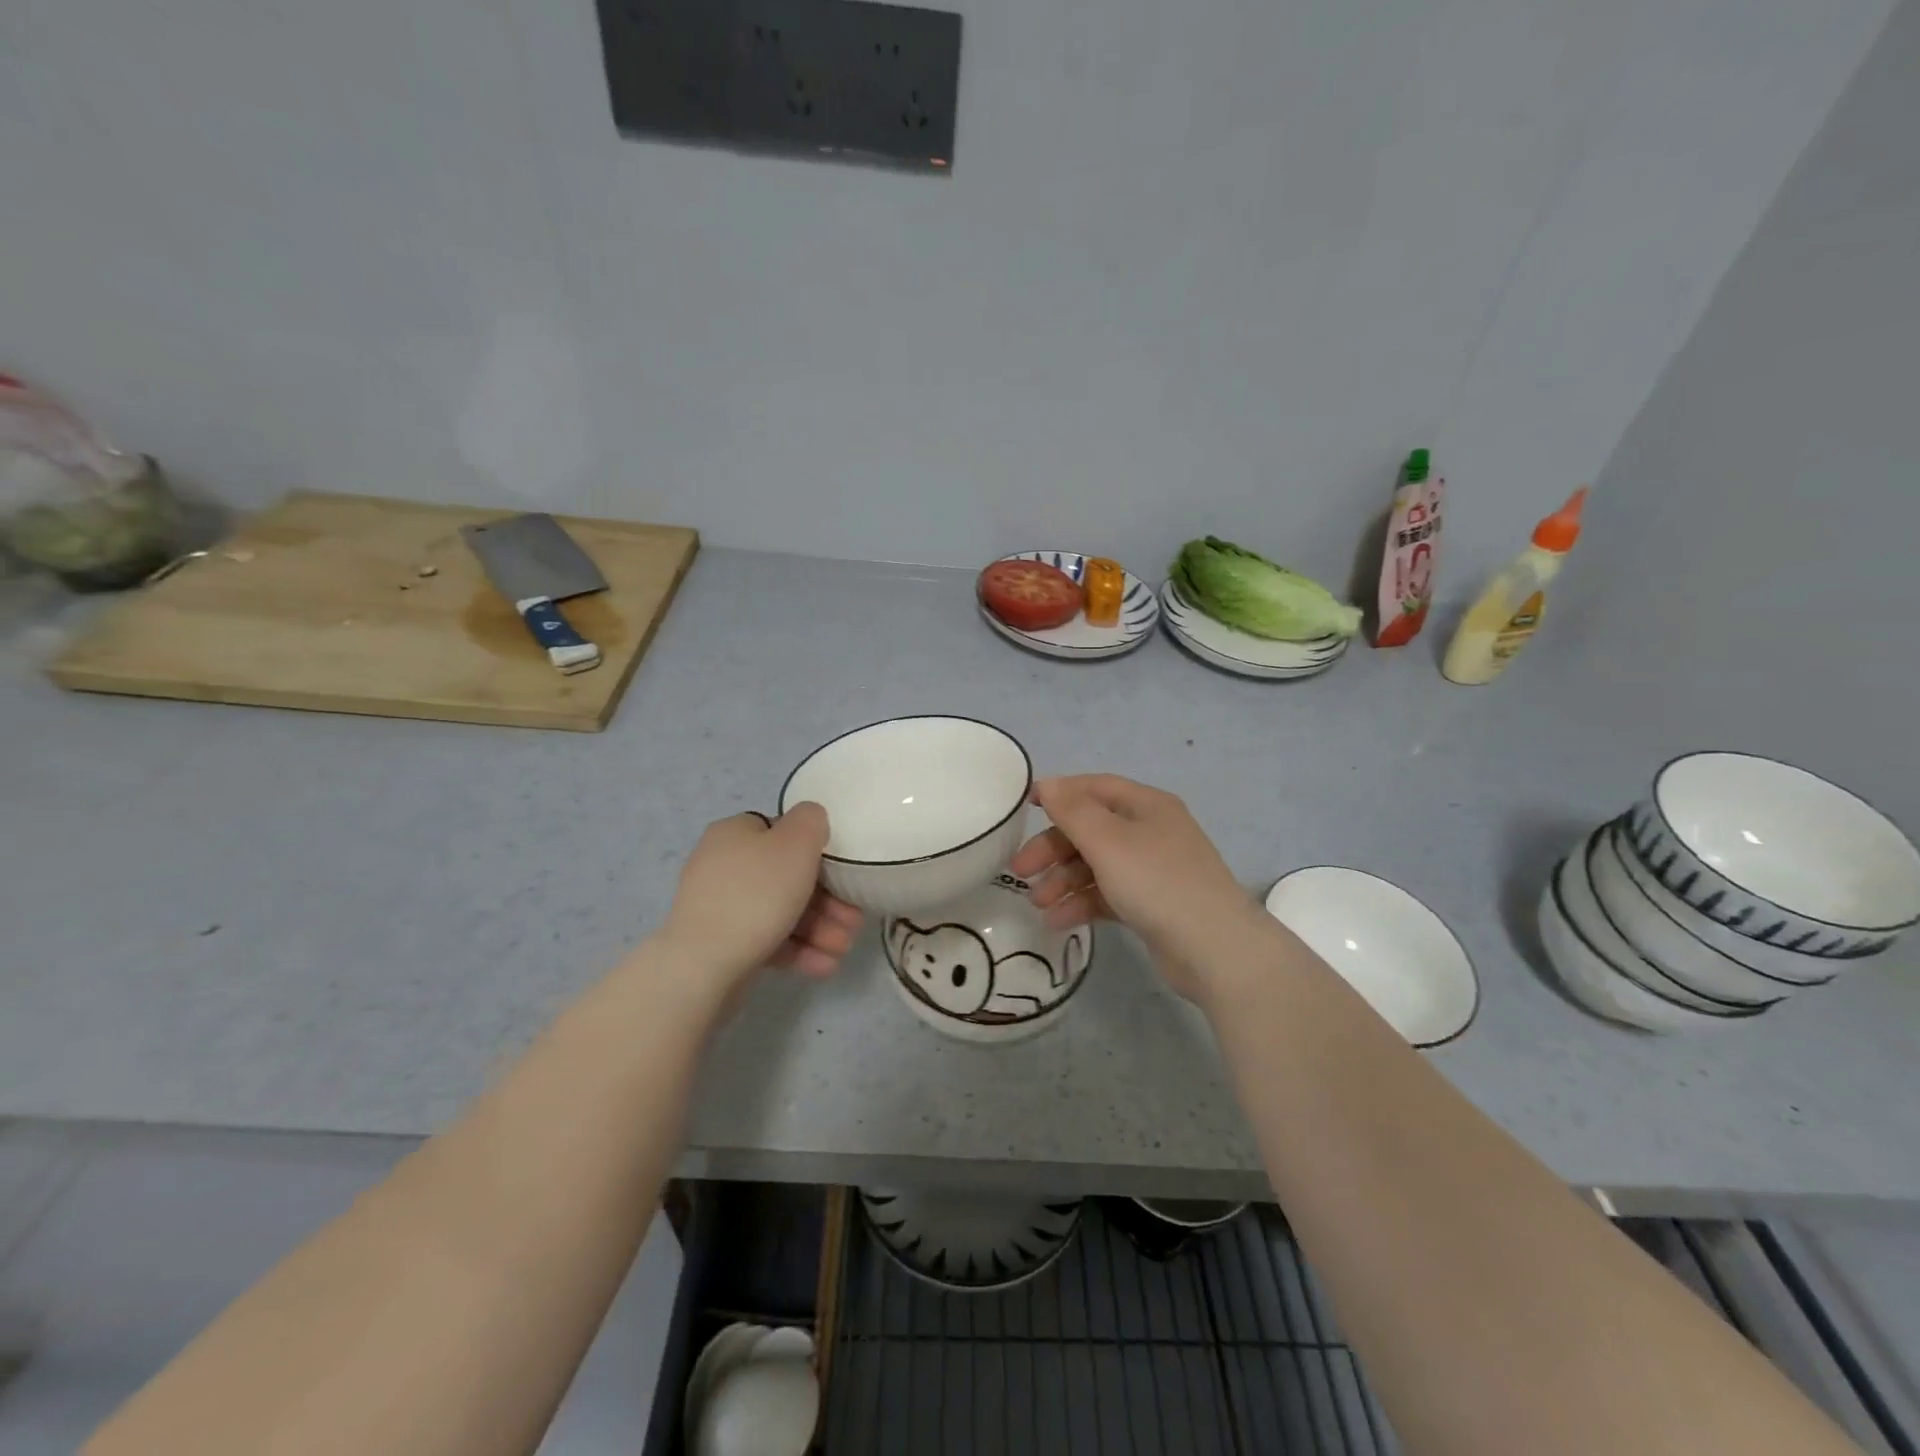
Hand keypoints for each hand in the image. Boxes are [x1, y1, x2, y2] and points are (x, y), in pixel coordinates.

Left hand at [659, 805, 862, 988]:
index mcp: (736, 833)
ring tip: (842, 950)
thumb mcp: (796, 843)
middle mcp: (724, 864)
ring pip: (782, 911)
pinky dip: (798, 950)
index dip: (819, 854)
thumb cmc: (757, 894)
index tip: (845, 877)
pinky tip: (824, 965)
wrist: (702, 964)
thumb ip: (811, 820)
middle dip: (828, 901)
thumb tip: (811, 822)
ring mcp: (720, 907)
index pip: (784, 833)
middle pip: (788, 877)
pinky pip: (768, 939)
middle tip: (853, 922)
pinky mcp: (722, 944)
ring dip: (819, 929)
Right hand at [1010, 775, 1269, 997]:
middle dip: (1053, 848)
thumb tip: (1049, 783)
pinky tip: (1057, 921)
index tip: (1025, 808)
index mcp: (1146, 805)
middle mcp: (1150, 832)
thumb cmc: (1157, 882)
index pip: (1094, 788)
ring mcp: (1153, 870)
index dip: (1060, 793)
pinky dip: (1082, 903)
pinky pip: (1108, 895)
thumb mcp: (1108, 841)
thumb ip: (1073, 811)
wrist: (1215, 949)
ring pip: (1096, 865)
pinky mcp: (1151, 905)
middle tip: (1019, 871)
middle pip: (1091, 829)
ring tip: (1037, 904)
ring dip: (1063, 881)